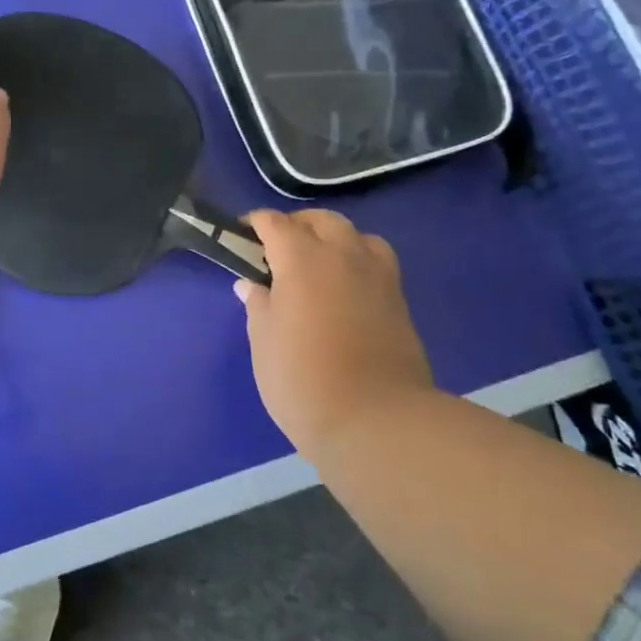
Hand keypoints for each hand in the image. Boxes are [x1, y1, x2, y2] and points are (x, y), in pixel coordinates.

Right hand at [236, 209, 433, 452]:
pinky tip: (345, 289)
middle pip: (321, 220)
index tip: (241, 236)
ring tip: (318, 264)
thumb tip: (252, 285)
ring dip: (334, 239)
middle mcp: (343, 256)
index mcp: (302, 259)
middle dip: (297, 225)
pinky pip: (377, 262)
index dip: (255, 224)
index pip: (275, 223)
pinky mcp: (399, 301)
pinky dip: (358, 262)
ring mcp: (377, 277)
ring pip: (357, 236)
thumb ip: (258, 304)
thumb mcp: (264, 341)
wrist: (376, 421)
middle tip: (277, 250)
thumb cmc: (303, 378)